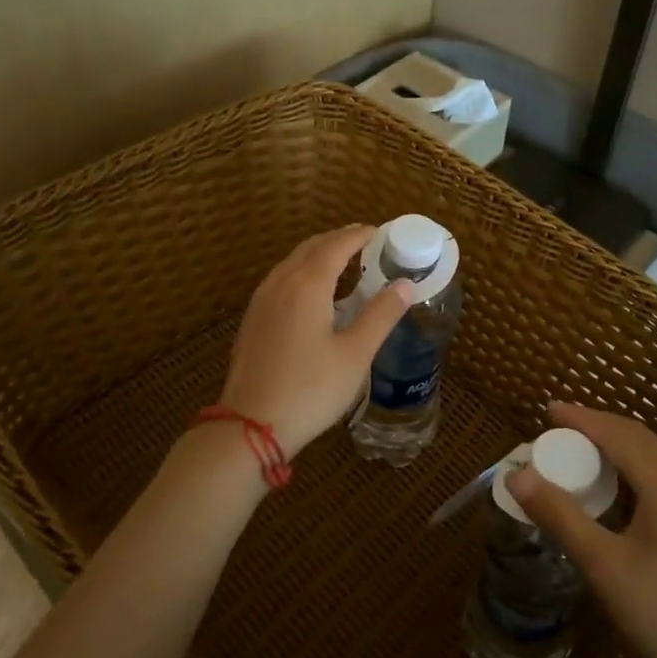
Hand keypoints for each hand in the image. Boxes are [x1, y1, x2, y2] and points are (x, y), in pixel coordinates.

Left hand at [218, 225, 413, 460]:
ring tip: (342, 262)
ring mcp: (261, 301)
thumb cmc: (311, 389)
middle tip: (364, 241)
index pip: (336, 246)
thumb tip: (406, 284)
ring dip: (318, 255)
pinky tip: (312, 294)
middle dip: (338, 240)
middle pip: (311, 248)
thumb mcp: (355, 354)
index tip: (379, 232)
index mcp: (308, 285)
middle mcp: (281, 283)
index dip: (359, 236)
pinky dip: (302, 273)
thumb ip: (381, 315)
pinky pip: (280, 280)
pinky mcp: (252, 321)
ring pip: (292, 263)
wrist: (250, 426)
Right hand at [505, 402, 656, 657]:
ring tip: (581, 455)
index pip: (618, 433)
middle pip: (639, 439)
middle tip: (557, 432)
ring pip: (655, 459)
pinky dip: (635, 471)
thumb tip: (518, 475)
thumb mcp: (604, 565)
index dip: (580, 418)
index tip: (547, 409)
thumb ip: (560, 514)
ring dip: (617, 449)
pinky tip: (619, 491)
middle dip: (597, 429)